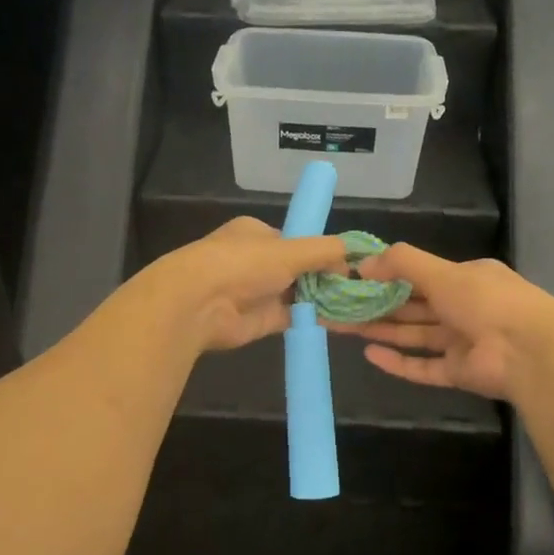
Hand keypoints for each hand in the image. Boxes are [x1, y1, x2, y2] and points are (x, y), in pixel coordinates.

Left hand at [142, 218, 348, 352]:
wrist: (199, 305)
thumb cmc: (243, 264)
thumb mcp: (291, 249)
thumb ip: (324, 251)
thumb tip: (352, 256)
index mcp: (255, 233)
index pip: (295, 240)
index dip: (320, 251)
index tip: (346, 263)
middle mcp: (255, 260)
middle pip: (298, 268)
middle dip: (323, 276)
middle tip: (354, 286)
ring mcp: (256, 292)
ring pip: (296, 293)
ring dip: (320, 298)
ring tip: (355, 304)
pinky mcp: (259, 321)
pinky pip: (292, 317)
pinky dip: (312, 318)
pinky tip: (338, 321)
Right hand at [325, 244, 553, 400]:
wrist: (529, 351)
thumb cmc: (485, 300)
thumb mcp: (442, 271)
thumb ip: (401, 263)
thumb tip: (361, 264)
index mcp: (466, 279)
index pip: (421, 275)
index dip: (387, 275)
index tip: (355, 278)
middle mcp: (463, 308)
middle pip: (412, 306)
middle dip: (376, 304)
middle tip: (338, 305)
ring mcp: (461, 342)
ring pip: (413, 335)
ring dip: (380, 330)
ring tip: (341, 327)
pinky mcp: (458, 373)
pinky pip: (422, 366)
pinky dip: (397, 361)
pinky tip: (369, 354)